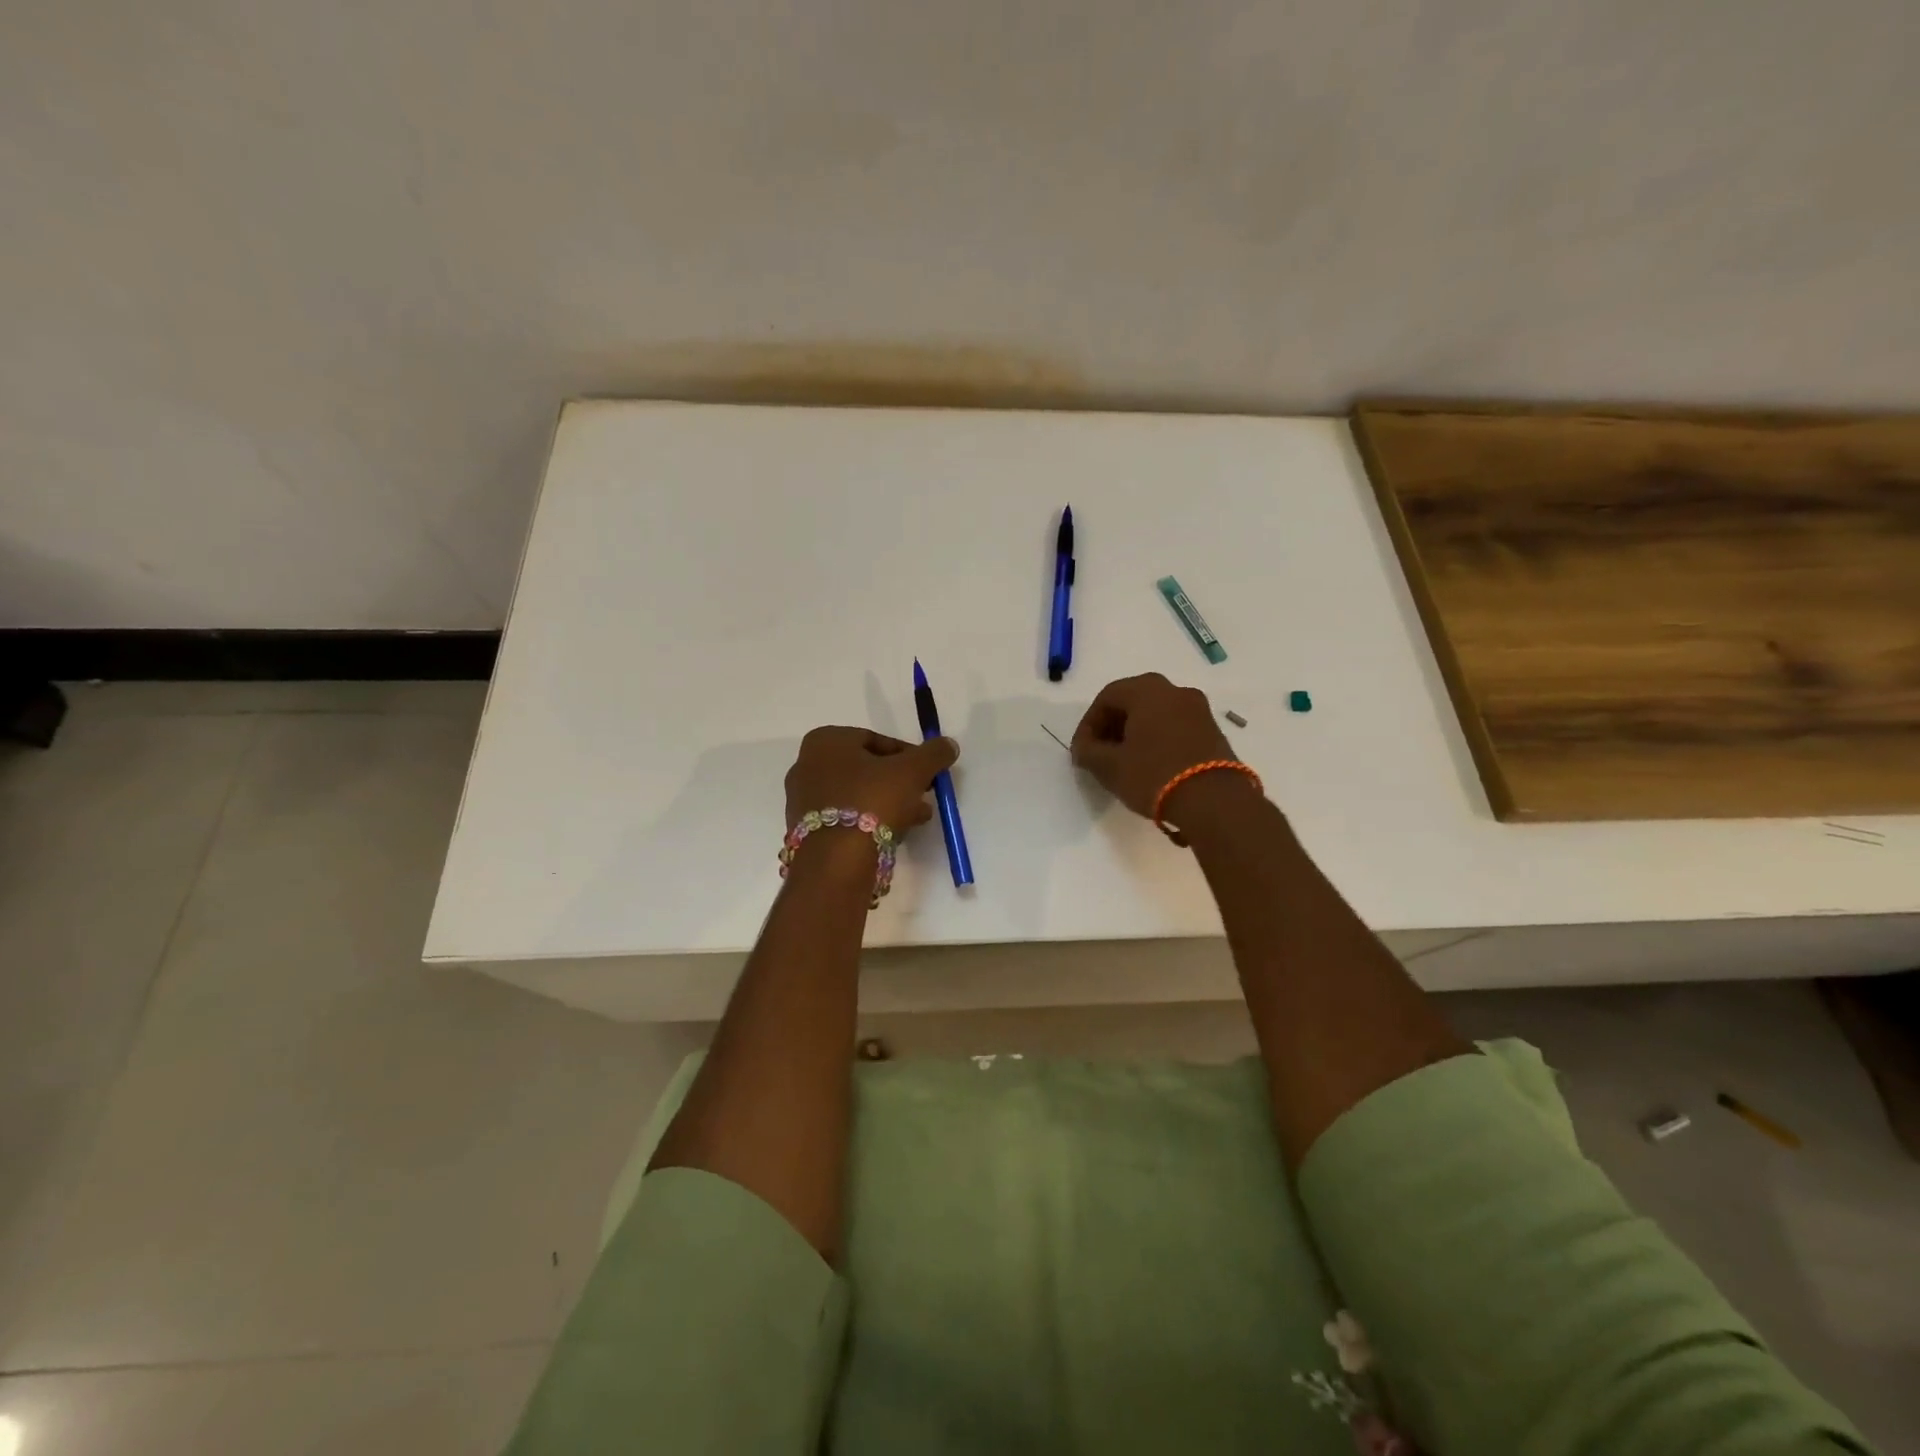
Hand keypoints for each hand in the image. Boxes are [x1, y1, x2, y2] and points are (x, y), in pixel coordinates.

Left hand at [784, 727, 958, 832]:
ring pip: (857, 795)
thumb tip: (948, 745)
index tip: (928, 772)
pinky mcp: (805, 831)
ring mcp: (802, 801)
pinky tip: (895, 834)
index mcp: (825, 741)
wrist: (836, 861)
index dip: (908, 755)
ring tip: (918, 818)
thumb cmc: (872, 801)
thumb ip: (933, 754)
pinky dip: (870, 821)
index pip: (875, 739)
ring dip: (889, 802)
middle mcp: (806, 765)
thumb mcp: (912, 771)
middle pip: (866, 769)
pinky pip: (845, 818)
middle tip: (924, 794)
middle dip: (899, 781)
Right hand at [1070, 673, 1236, 820]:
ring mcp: (1199, 710)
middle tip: (1101, 754)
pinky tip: (1152, 767)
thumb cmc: (1154, 775)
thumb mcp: (1110, 767)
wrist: (1215, 802)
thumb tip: (1083, 748)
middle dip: (1112, 727)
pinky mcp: (1214, 731)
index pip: (1107, 697)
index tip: (1082, 750)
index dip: (1088, 724)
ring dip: (1136, 734)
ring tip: (1125, 763)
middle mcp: (1175, 690)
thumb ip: (1088, 752)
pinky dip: (1158, 740)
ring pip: (1156, 714)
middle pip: (1133, 702)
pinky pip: (1176, 727)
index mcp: (1147, 690)